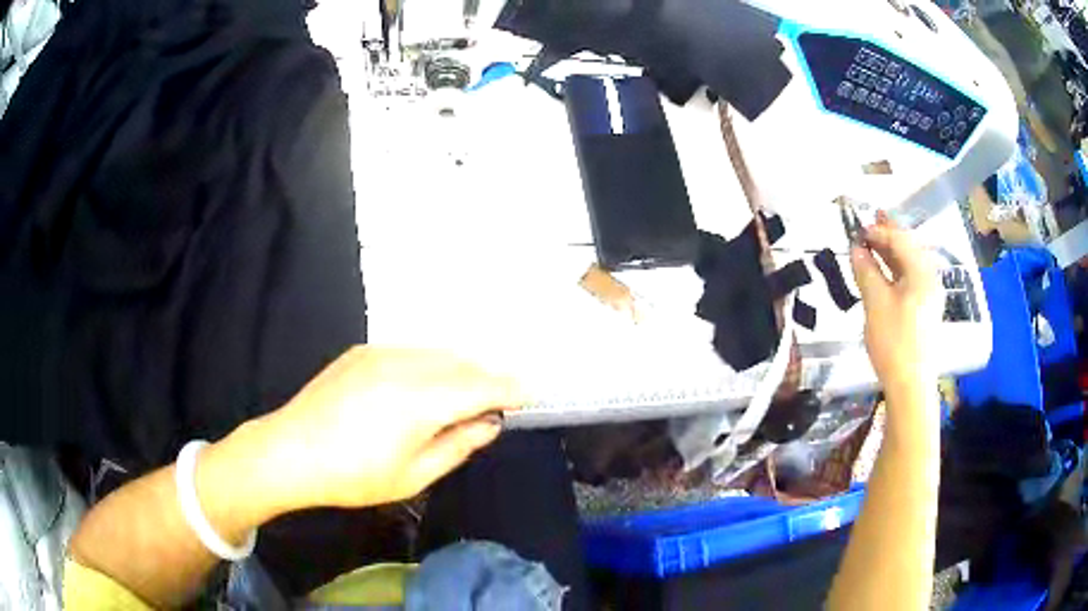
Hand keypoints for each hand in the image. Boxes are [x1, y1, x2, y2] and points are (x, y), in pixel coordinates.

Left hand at [246, 346, 522, 511]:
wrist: (290, 451)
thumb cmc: (354, 476)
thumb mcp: (413, 476)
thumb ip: (458, 446)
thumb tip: (489, 425)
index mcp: (420, 400)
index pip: (481, 386)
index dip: (510, 388)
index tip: (531, 394)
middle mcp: (406, 365)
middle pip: (463, 364)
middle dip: (488, 378)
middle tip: (503, 398)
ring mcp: (381, 353)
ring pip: (438, 353)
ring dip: (461, 369)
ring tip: (469, 392)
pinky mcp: (363, 351)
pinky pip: (411, 351)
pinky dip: (432, 363)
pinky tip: (428, 384)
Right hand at [850, 212, 940, 389]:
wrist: (910, 385)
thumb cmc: (894, 342)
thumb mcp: (876, 304)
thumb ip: (866, 272)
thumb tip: (857, 249)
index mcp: (922, 273)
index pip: (900, 240)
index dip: (879, 230)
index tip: (858, 228)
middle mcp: (929, 279)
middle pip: (909, 248)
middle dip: (889, 234)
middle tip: (870, 221)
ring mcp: (928, 295)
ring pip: (909, 264)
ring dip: (891, 252)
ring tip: (873, 241)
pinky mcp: (923, 310)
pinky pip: (910, 279)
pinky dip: (895, 270)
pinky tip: (883, 270)